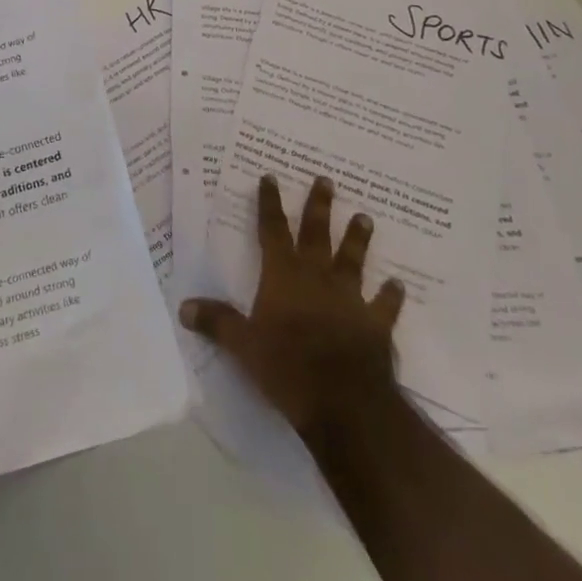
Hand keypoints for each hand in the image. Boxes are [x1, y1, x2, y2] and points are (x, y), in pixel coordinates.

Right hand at [179, 174, 403, 443]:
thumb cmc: (287, 368)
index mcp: (283, 276)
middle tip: (326, 181)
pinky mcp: (376, 326)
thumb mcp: (243, 346)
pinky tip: (398, 285)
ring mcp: (349, 299)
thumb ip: (217, 322)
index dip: (269, 204)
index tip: (270, 177)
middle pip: (317, 234)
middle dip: (319, 207)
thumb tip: (183, 307)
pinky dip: (390, 296)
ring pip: (353, 260)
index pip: (273, 231)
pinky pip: (384, 306)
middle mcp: (317, 278)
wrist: (345, 402)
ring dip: (358, 239)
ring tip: (365, 217)